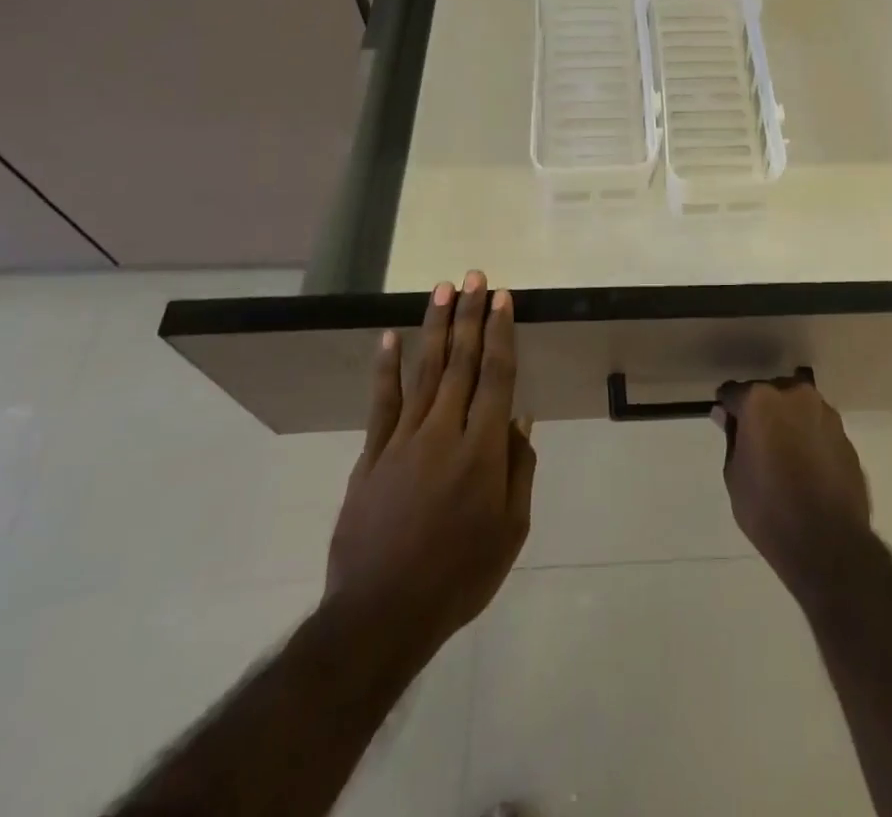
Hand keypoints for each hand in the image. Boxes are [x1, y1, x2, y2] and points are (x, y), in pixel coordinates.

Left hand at [325, 271, 535, 655]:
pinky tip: (389, 337)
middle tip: (475, 276)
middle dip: (470, 315)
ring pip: (424, 371)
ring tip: (443, 289)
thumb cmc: (459, 576)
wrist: (380, 616)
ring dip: (435, 327)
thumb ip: (519, 470)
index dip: (501, 333)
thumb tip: (520, 420)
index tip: (503, 298)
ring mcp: (403, 441)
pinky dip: (386, 368)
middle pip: (461, 362)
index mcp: (483, 451)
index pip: (496, 376)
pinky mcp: (371, 456)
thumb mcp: (510, 531)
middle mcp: (444, 432)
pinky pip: (381, 403)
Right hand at [714, 378, 871, 596]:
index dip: (727, 409)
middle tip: (756, 441)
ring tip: (784, 455)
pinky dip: (809, 438)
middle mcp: (795, 395)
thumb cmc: (769, 509)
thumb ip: (731, 438)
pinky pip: (818, 428)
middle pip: (770, 393)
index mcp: (760, 400)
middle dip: (761, 411)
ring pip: (798, 407)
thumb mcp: (735, 476)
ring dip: (788, 422)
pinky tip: (806, 468)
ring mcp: (825, 413)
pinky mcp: (846, 436)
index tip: (726, 424)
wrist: (828, 543)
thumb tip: (726, 416)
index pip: (734, 392)